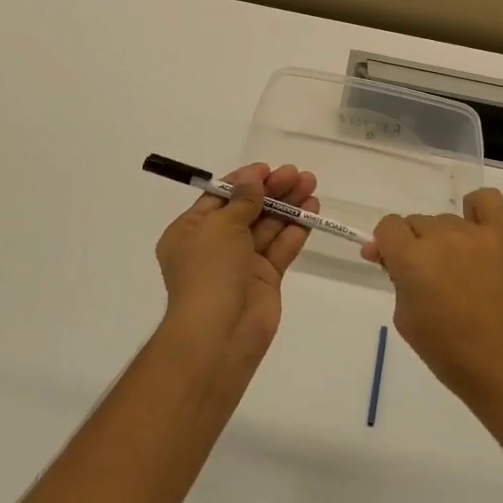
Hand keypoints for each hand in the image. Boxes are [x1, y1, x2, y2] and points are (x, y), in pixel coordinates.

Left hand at [154, 163, 317, 378]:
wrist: (219, 334)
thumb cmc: (209, 271)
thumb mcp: (220, 226)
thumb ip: (242, 200)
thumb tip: (252, 179)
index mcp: (190, 231)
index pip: (219, 197)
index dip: (244, 181)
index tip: (268, 169)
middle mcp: (214, 245)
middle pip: (247, 210)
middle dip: (272, 191)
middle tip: (298, 174)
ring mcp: (241, 264)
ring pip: (267, 227)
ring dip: (288, 206)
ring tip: (311, 186)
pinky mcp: (265, 280)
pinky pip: (280, 249)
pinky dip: (295, 230)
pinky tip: (312, 212)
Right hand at [362, 188, 502, 417]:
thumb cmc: (449, 353)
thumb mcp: (405, 319)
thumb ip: (396, 279)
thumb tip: (389, 256)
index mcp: (412, 259)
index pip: (388, 227)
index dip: (386, 245)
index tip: (391, 265)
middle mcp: (441, 237)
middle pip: (416, 223)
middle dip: (413, 246)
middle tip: (426, 278)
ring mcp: (475, 234)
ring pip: (445, 220)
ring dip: (442, 240)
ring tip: (456, 270)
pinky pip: (487, 200)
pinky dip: (475, 210)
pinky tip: (474, 232)